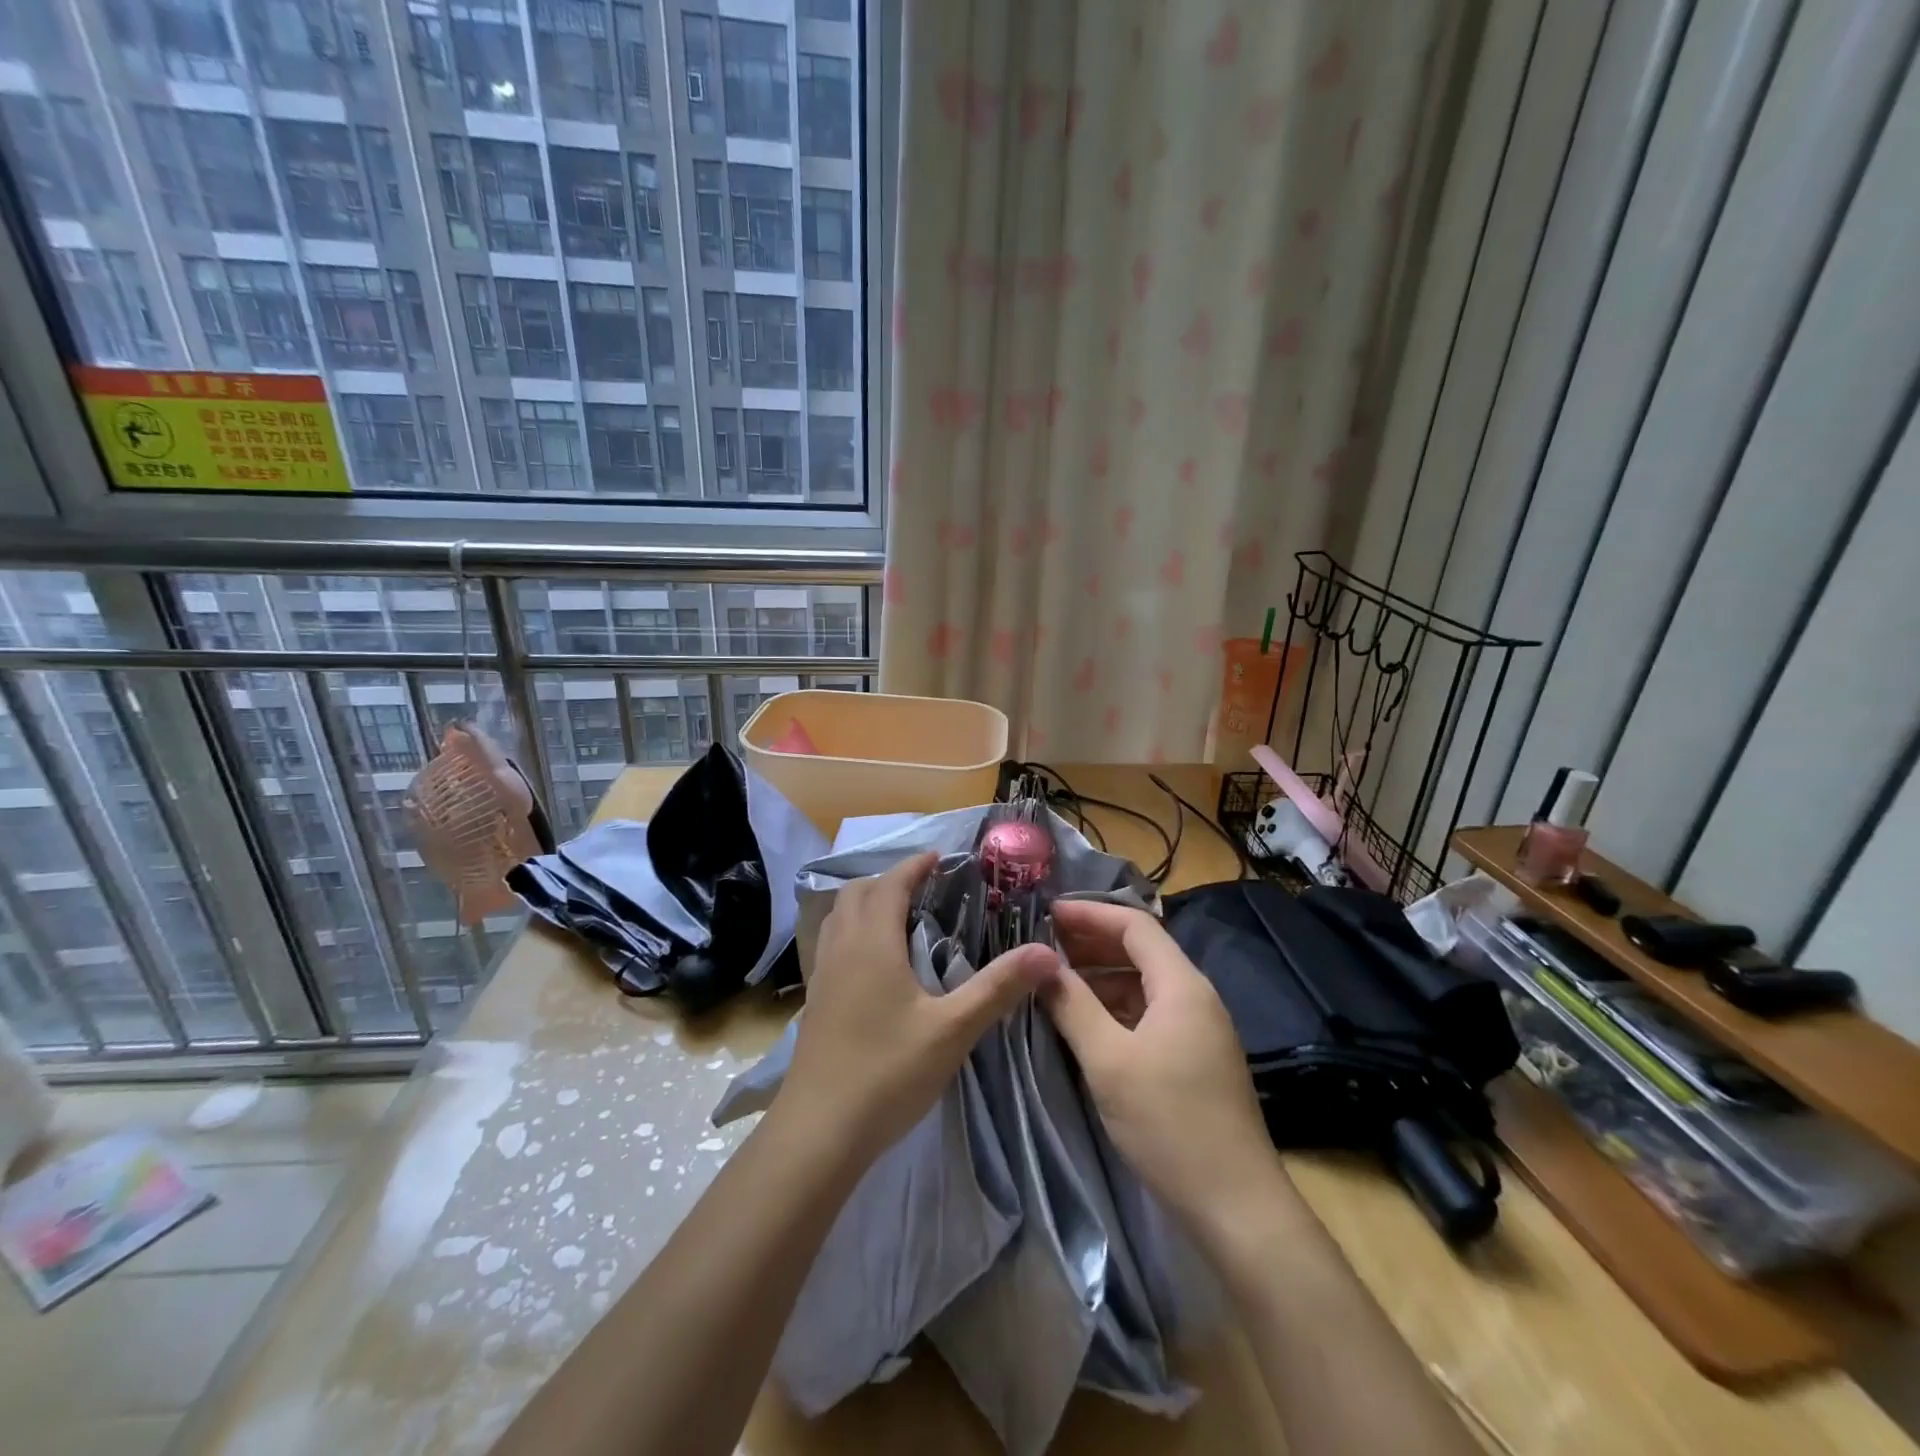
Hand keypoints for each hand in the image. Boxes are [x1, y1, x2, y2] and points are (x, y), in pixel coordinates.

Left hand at [779, 852, 1058, 1168]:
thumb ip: (998, 988)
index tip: (941, 859)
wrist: (819, 1132)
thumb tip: (1047, 952)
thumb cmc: (888, 1073)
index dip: (915, 866)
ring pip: (840, 917)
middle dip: (891, 881)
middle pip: (859, 893)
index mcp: (872, 942)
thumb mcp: (953, 1030)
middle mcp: (841, 948)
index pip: (891, 884)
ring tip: (902, 918)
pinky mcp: (815, 1001)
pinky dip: (854, 932)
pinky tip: (876, 965)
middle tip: (926, 889)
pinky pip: (833, 944)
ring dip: (868, 904)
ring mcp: (822, 975)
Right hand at [1042, 900, 1279, 1226]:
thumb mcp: (1109, 1061)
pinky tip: (1086, 1024)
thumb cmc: (1169, 1123)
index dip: (1090, 914)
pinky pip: (1150, 1015)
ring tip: (1056, 982)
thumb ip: (1073, 1005)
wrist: (1236, 1207)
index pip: (1135, 926)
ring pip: (1144, 986)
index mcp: (1181, 986)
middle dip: (1092, 943)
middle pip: (1141, 952)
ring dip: (1101, 978)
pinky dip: (1115, 1008)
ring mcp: (1198, 1030)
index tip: (1046, 914)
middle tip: (1044, 945)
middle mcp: (1195, 998)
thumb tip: (1041, 963)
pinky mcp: (1195, 1060)